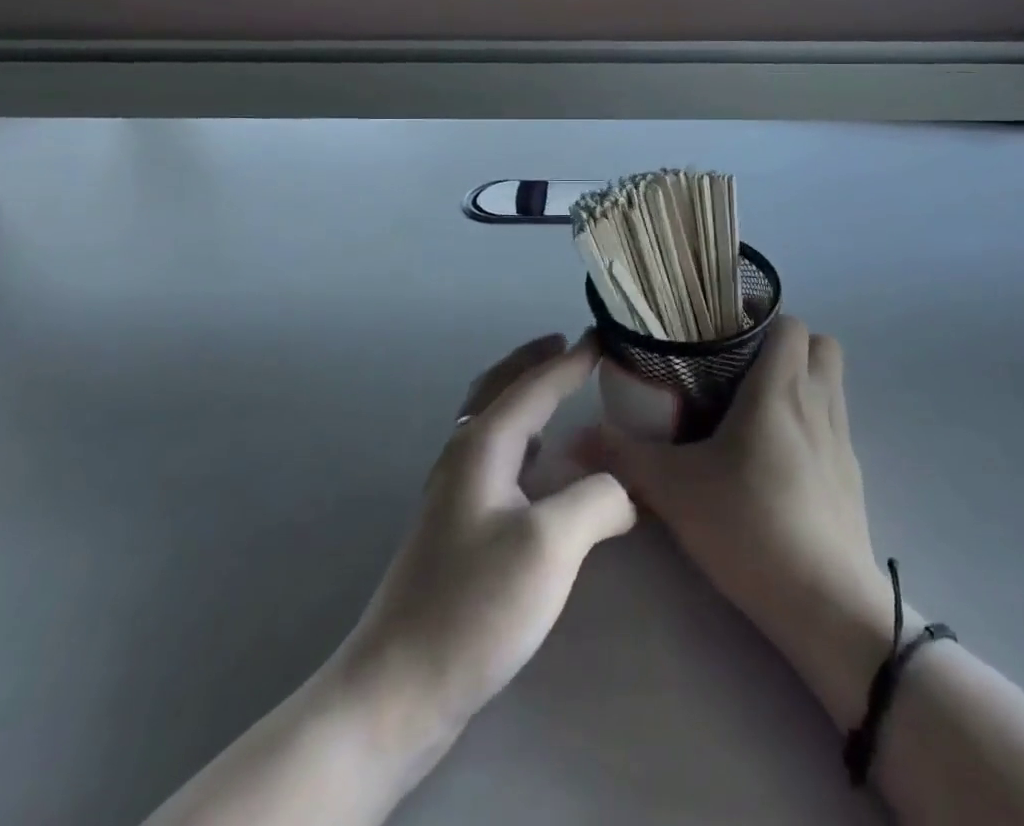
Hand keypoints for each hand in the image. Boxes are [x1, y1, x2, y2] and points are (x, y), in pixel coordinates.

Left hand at [142, 336, 635, 825]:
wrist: (399, 687)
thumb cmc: (475, 604)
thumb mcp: (551, 544)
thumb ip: (598, 499)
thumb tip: (624, 490)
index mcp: (483, 444)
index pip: (534, 385)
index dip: (571, 361)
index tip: (602, 336)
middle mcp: (464, 455)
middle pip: (498, 387)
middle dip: (533, 361)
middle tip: (567, 344)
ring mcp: (454, 490)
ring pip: (491, 419)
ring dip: (522, 392)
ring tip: (555, 389)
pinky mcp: (456, 525)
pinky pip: (494, 454)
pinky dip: (519, 433)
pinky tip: (538, 461)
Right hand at [587, 315, 892, 726]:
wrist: (825, 604)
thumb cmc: (750, 526)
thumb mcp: (675, 490)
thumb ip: (624, 458)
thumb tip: (575, 438)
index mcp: (781, 388)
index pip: (789, 323)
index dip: (761, 317)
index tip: (724, 328)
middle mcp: (818, 402)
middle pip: (819, 344)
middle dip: (786, 344)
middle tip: (741, 364)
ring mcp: (842, 440)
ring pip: (831, 383)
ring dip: (801, 380)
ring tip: (755, 405)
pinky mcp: (852, 476)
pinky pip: (834, 425)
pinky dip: (811, 421)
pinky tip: (777, 456)